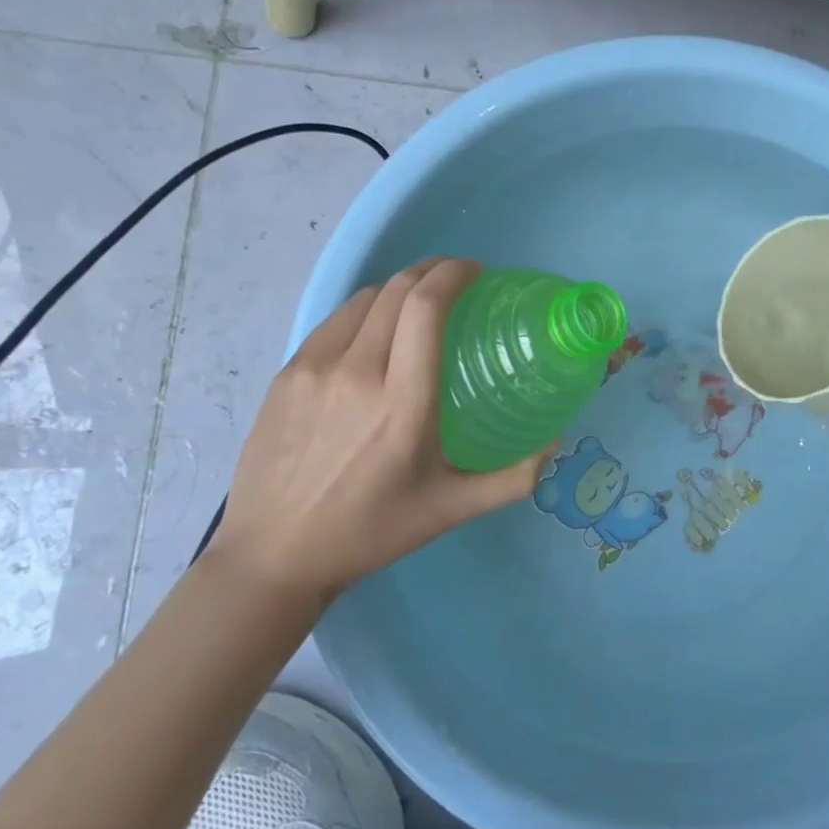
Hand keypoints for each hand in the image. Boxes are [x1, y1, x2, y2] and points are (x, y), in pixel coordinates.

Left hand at [211, 259, 547, 605]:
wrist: (272, 556)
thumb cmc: (371, 531)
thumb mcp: (451, 510)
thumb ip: (513, 478)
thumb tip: (557, 443)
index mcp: (402, 402)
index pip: (426, 307)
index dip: (453, 274)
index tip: (476, 273)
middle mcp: (356, 372)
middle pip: (397, 290)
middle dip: (432, 271)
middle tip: (457, 282)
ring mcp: (313, 369)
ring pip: (363, 299)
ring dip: (398, 289)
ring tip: (418, 305)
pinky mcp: (285, 374)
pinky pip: (334, 322)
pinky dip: (365, 312)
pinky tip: (375, 334)